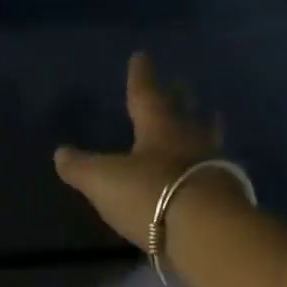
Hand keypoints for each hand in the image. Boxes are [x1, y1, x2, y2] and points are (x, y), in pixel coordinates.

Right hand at [53, 52, 222, 244]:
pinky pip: (217, 170)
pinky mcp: (226, 195)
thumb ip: (81, 167)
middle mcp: (190, 140)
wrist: (204, 231)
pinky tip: (211, 168)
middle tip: (182, 83)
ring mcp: (213, 166)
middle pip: (185, 112)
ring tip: (210, 117)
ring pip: (208, 138)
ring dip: (206, 127)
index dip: (140, 77)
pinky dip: (211, 164)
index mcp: (159, 128)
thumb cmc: (149, 194)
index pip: (145, 95)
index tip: (141, 55)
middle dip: (180, 98)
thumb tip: (60, 153)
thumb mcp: (103, 181)